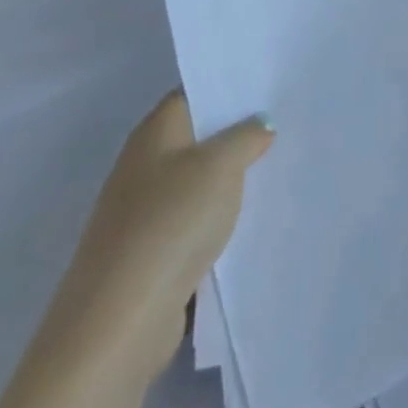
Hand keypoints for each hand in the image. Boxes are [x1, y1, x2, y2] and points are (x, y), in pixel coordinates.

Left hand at [45, 93, 273, 387]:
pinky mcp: (152, 252)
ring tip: (282, 165)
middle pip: (199, 137)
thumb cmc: (171, 223)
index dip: (231, 87)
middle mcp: (144, 165)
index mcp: (155, 133)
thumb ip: (246, 137)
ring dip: (233, 177)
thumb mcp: (221, 166)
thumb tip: (260, 124)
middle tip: (289, 122)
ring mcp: (145, 211)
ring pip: (200, 180)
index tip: (272, 85)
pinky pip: (196, 220)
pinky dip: (222, 216)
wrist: (119, 321)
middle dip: (239, 132)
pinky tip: (255, 216)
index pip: (195, 93)